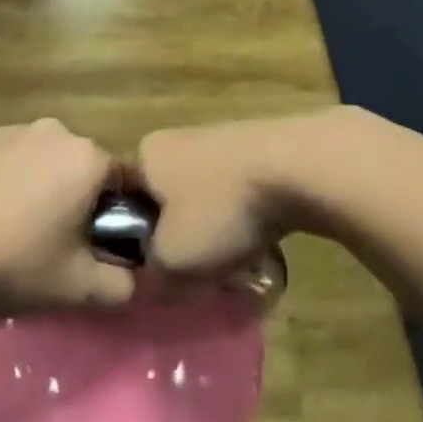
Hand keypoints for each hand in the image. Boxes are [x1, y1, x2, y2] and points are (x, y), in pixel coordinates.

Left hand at [0, 120, 132, 311]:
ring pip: (39, 158)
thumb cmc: (11, 260)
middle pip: (79, 165)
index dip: (117, 213)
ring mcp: (10, 129)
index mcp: (87, 160)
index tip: (99, 244)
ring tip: (10, 229)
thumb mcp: (75, 288)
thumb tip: (134, 280)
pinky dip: (0, 178)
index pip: (123, 180)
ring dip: (37, 185)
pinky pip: (2, 156)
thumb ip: (119, 285)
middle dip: (75, 197)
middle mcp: (54, 132)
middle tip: (54, 242)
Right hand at [136, 116, 315, 275]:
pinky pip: (237, 194)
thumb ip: (152, 275)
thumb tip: (154, 281)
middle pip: (168, 204)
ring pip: (205, 201)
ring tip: (234, 262)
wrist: (295, 168)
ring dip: (216, 232)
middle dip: (182, 239)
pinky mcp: (255, 148)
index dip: (139, 243)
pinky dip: (244, 218)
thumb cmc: (219, 208)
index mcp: (146, 154)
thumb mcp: (172, 259)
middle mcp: (176, 139)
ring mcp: (217, 139)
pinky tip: (261, 240)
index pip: (127, 204)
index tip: (160, 273)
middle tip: (198, 273)